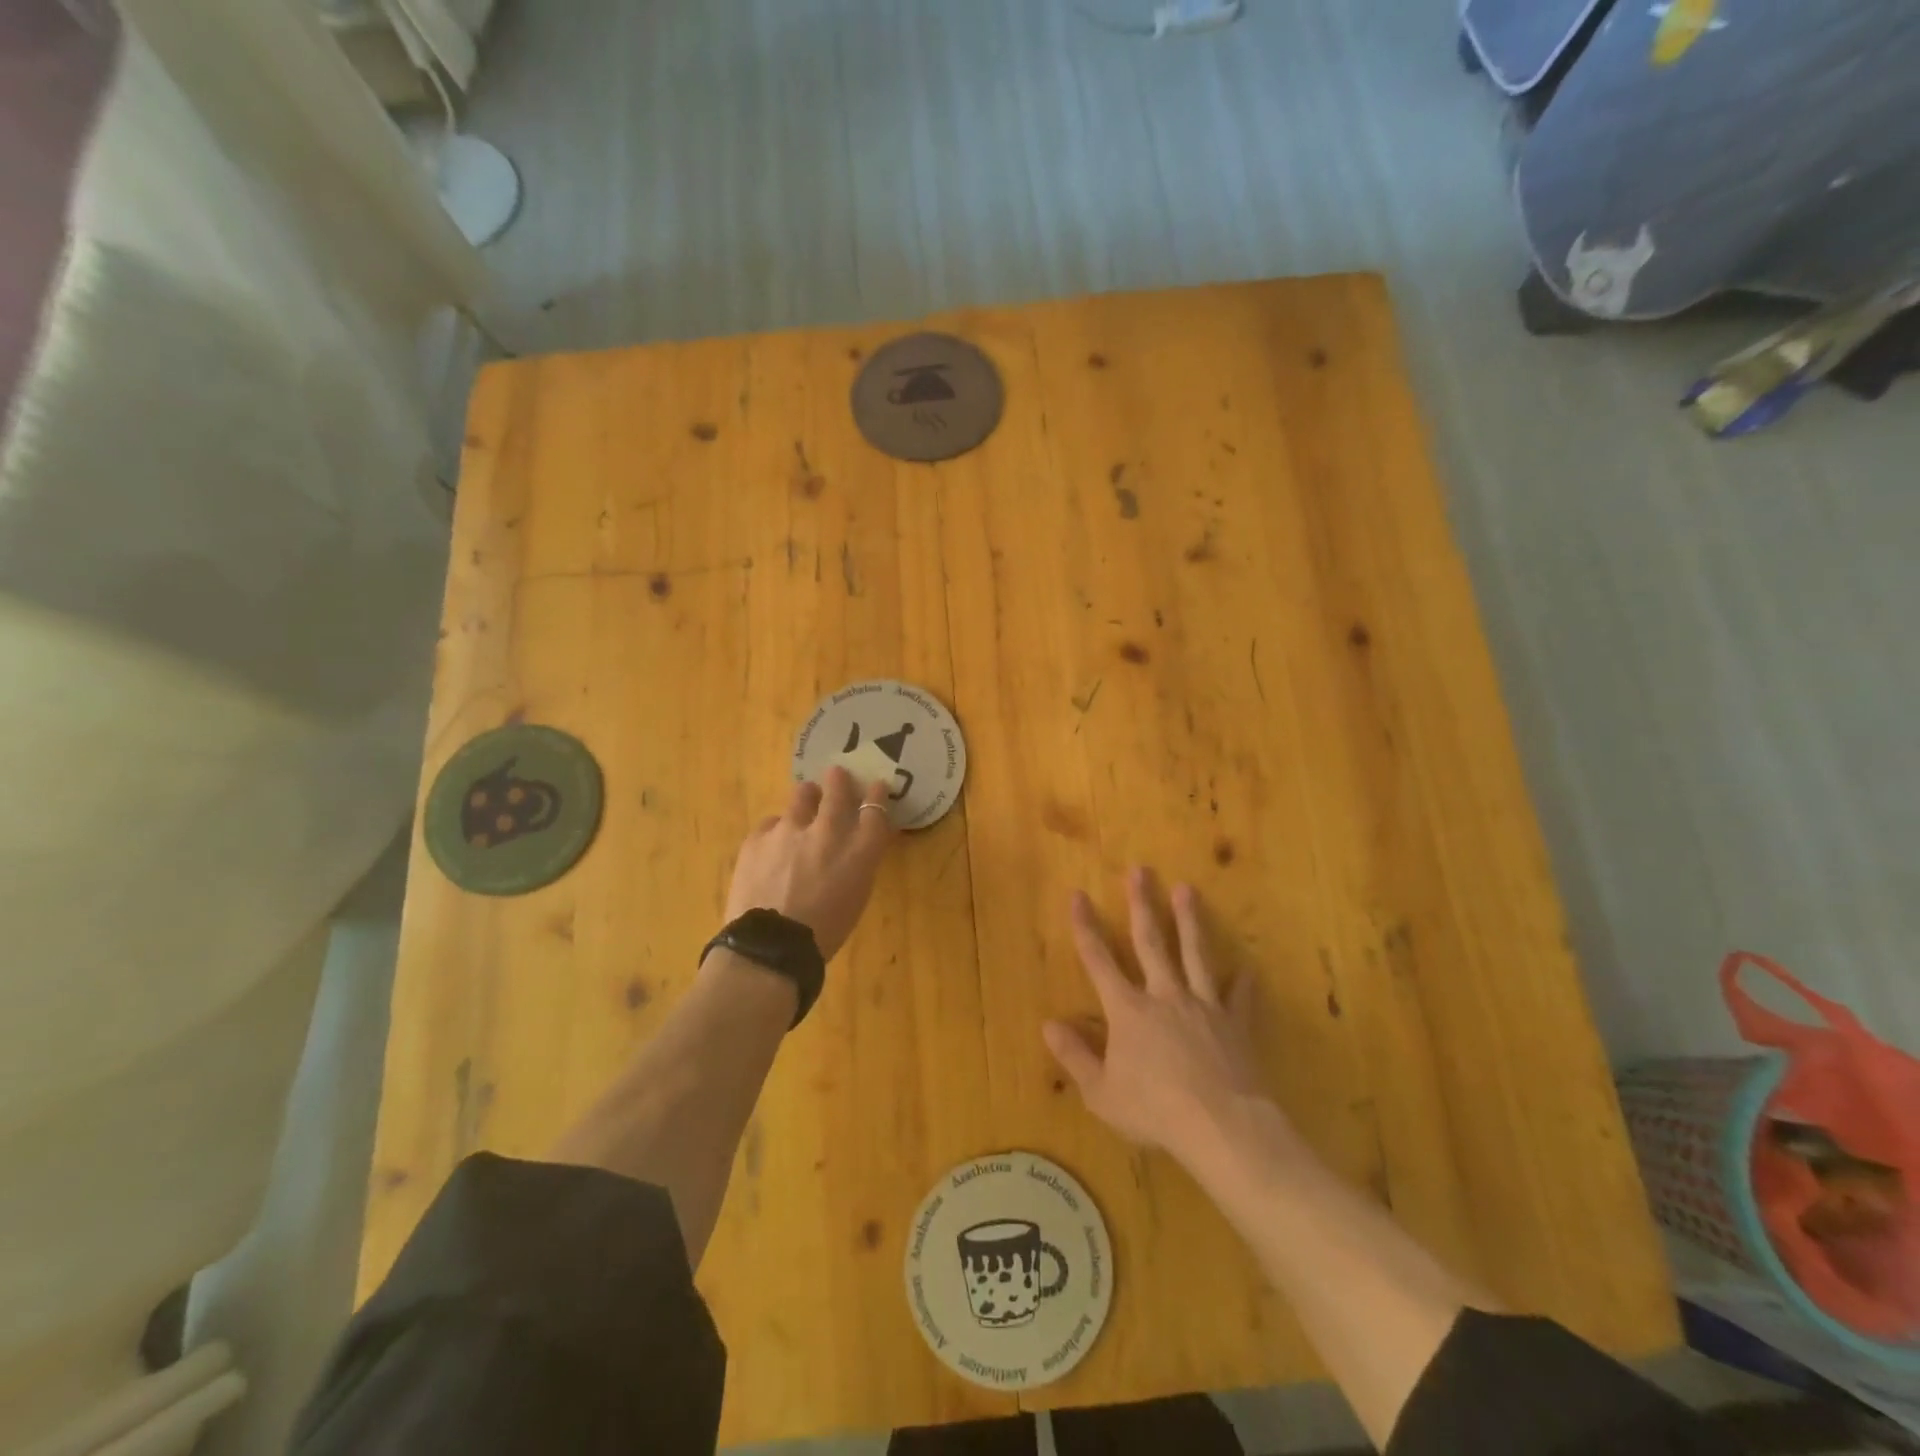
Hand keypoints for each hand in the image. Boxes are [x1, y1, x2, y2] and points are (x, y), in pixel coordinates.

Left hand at [723, 767, 895, 959]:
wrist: (770, 948)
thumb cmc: (824, 933)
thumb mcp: (856, 896)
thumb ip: (859, 862)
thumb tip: (857, 845)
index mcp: (860, 851)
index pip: (875, 808)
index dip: (876, 794)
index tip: (875, 787)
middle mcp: (828, 831)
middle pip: (838, 789)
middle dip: (840, 780)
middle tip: (837, 775)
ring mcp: (790, 829)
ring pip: (802, 795)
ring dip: (807, 797)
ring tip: (804, 802)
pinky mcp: (758, 837)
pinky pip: (771, 822)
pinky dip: (777, 830)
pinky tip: (774, 845)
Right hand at [1044, 868, 1268, 1164]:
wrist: (1221, 1127)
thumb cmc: (1154, 1110)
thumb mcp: (1101, 1092)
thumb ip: (1075, 1056)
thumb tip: (1048, 1025)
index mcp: (1128, 1010)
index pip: (1098, 960)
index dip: (1086, 926)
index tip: (1078, 894)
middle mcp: (1164, 996)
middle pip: (1151, 941)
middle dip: (1142, 904)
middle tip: (1141, 870)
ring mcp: (1203, 1005)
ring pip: (1195, 954)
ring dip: (1190, 920)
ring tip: (1187, 889)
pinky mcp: (1235, 1024)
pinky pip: (1240, 997)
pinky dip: (1243, 983)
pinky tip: (1248, 969)